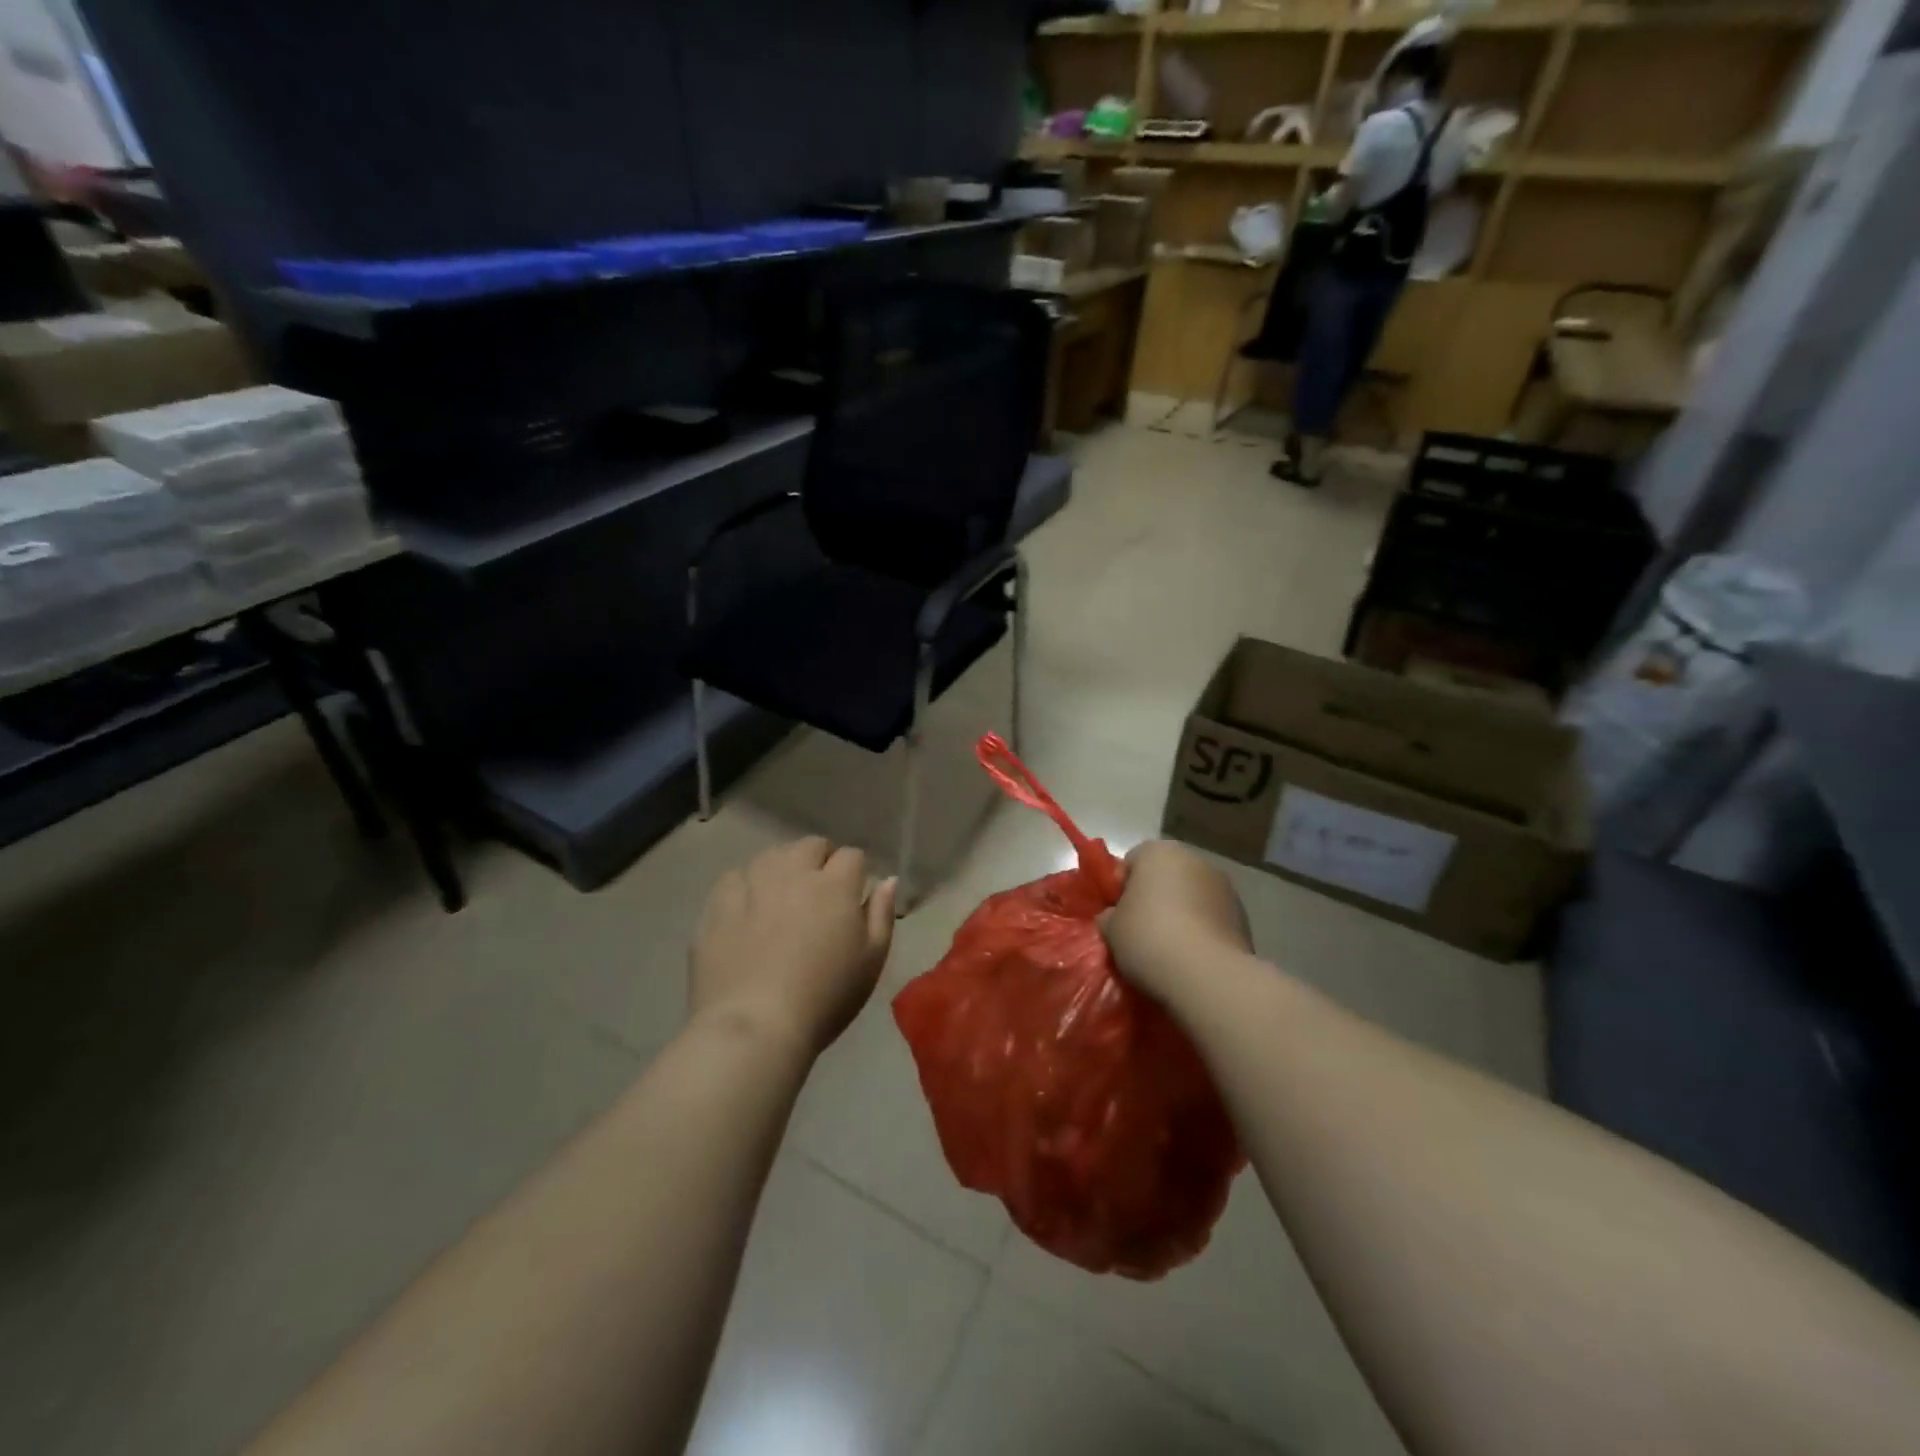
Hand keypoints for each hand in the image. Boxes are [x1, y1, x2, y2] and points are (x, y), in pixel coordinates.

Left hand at [690, 837, 896, 1054]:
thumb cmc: (825, 997)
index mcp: (835, 885)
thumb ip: (881, 914)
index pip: (851, 856)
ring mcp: (752, 884)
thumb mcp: (871, 961)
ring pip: (772, 855)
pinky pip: (734, 878)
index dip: (855, 872)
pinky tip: (746, 909)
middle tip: (820, 894)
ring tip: (782, 898)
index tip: (853, 895)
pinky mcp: (718, 904)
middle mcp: (793, 872)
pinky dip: (745, 886)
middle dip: (820, 860)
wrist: (755, 1026)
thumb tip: (887, 880)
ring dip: (783, 868)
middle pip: (811, 846)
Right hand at [1102, 841, 1250, 1005]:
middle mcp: (1195, 859)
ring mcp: (1225, 887)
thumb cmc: (1148, 938)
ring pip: (1192, 897)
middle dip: (1154, 898)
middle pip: (1166, 876)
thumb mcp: (1111, 929)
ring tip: (1169, 949)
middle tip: (1140, 931)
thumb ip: (1110, 916)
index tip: (1116, 915)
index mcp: (1159, 852)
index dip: (1120, 888)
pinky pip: (1212, 919)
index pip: (1131, 862)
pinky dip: (1203, 931)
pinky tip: (1192, 958)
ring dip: (1182, 914)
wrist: (1206, 975)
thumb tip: (1115, 918)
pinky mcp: (1244, 917)